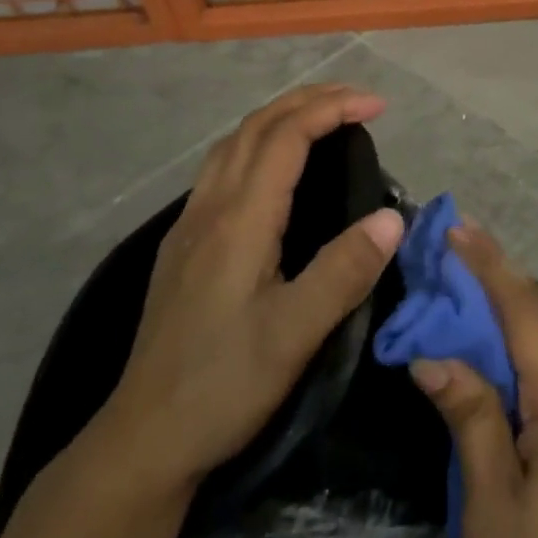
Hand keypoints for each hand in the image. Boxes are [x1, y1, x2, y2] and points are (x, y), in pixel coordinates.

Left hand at [97, 84, 404, 503]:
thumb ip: (344, 271)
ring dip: (280, 118)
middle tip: (358, 100)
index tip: (379, 106)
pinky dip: (259, 145)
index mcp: (238, 222)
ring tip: (323, 120)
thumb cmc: (224, 386)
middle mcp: (209, 210)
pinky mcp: (184, 248)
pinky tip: (276, 171)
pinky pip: (223, 170)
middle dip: (307, 100)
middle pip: (255, 127)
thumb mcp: (295, 334)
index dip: (332, 109)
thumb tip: (391, 217)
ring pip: (233, 145)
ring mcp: (190, 227)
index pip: (285, 138)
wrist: (145, 438)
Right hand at [409, 226, 537, 537]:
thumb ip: (469, 415)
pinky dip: (526, 356)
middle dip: (496, 286)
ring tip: (461, 296)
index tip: (457, 227)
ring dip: (510, 320)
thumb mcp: (490, 504)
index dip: (490, 266)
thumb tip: (435, 354)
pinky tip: (495, 357)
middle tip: (447, 257)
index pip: (527, 314)